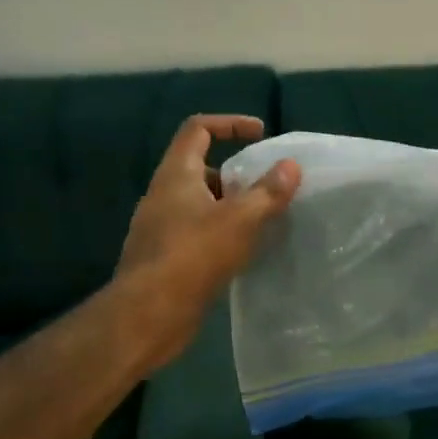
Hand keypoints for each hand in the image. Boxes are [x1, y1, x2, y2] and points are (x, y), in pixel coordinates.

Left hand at [116, 114, 300, 365]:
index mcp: (176, 175)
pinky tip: (244, 254)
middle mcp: (164, 195)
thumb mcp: (240, 220)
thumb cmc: (193, 256)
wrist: (147, 315)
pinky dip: (222, 234)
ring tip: (263, 222)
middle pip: (201, 168)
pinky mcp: (165, 257)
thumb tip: (290, 166)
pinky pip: (198, 233)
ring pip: (201, 204)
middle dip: (237, 174)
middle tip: (267, 188)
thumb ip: (268, 192)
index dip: (230, 123)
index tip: (261, 135)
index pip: (198, 129)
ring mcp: (161, 228)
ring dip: (231, 207)